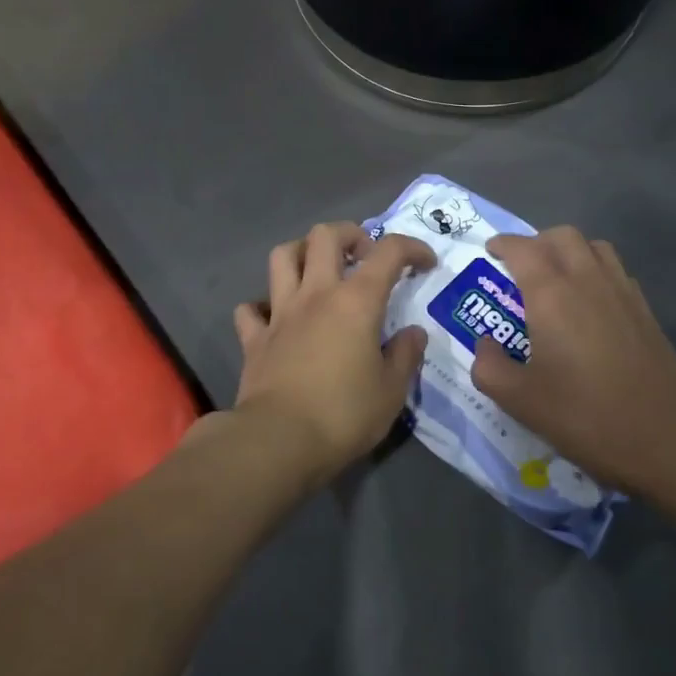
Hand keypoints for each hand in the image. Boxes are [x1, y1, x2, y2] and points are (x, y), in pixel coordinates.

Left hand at [230, 223, 436, 481]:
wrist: (279, 440)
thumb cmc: (343, 414)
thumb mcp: (391, 391)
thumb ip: (405, 355)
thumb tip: (413, 333)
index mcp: (356, 301)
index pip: (388, 253)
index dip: (411, 248)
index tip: (425, 263)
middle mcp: (316, 294)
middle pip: (325, 235)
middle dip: (350, 234)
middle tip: (364, 256)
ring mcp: (280, 313)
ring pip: (282, 256)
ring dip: (302, 253)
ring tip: (318, 271)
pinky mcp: (254, 338)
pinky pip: (251, 308)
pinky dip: (262, 306)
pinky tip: (276, 318)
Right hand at [468, 227, 675, 495]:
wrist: (666, 436)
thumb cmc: (585, 415)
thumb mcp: (520, 400)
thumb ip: (489, 367)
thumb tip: (485, 344)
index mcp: (551, 295)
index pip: (523, 249)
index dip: (503, 244)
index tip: (490, 251)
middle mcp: (587, 281)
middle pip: (562, 236)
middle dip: (536, 241)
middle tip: (520, 265)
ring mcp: (622, 292)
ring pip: (594, 247)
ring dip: (569, 251)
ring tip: (555, 277)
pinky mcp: (645, 311)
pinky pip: (616, 271)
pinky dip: (596, 270)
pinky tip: (590, 302)